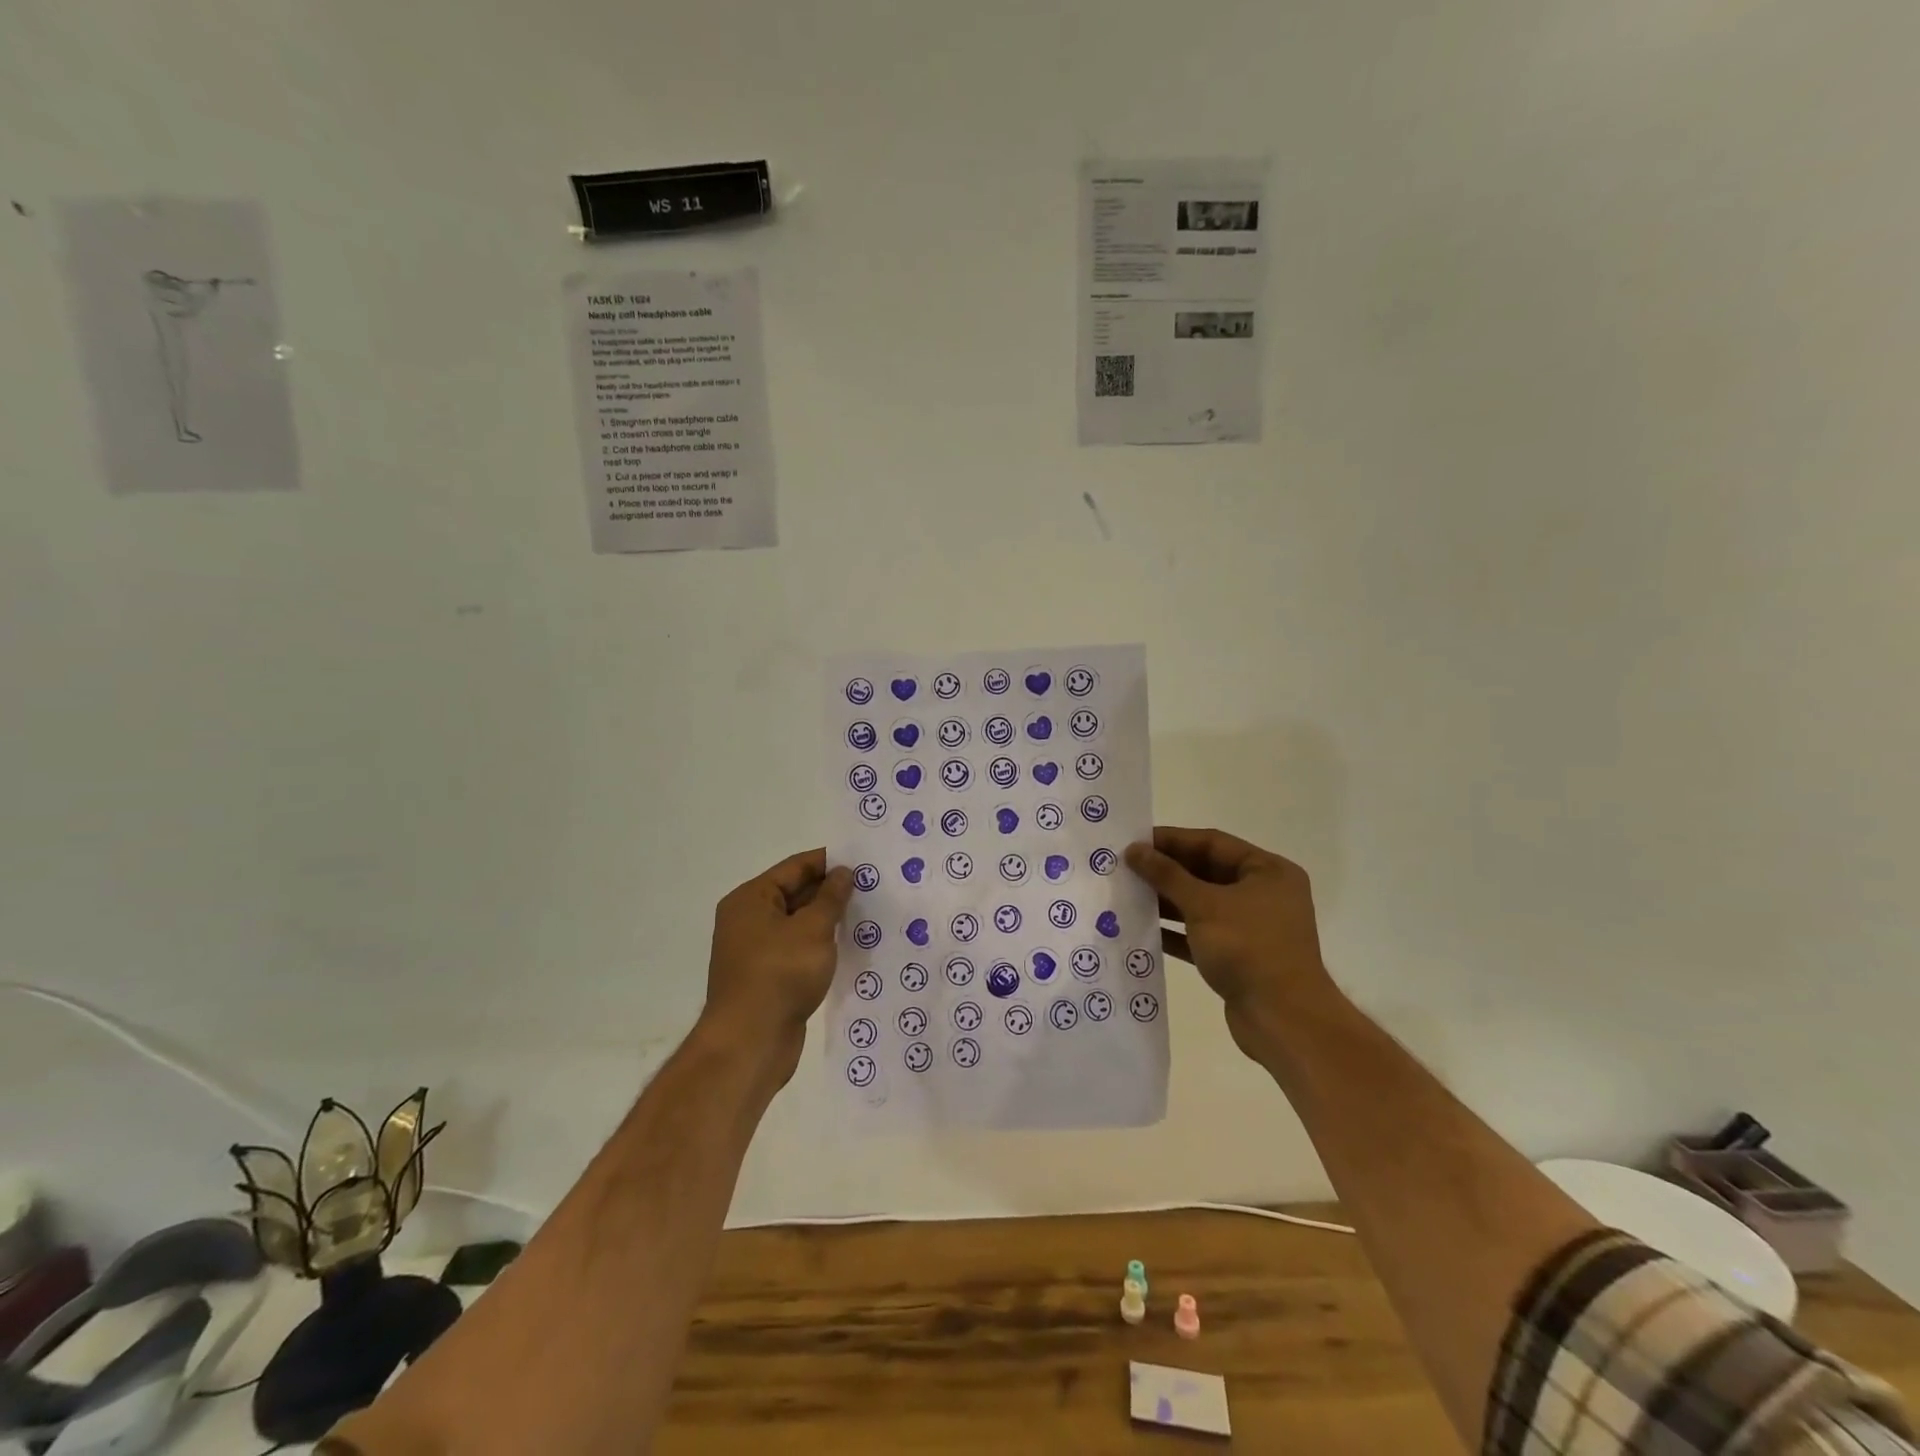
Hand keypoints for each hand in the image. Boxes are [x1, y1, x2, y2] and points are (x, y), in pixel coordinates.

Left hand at [702, 849, 853, 1076]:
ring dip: (828, 919)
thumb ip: (831, 897)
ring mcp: (755, 950)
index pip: (795, 867)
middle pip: (795, 893)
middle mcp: (748, 919)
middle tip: (872, 888)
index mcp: (751, 899)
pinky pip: (797, 949)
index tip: (863, 862)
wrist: (750, 1042)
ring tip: (866, 914)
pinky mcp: (766, 977)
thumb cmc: (780, 974)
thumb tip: (843, 872)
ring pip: (798, 923)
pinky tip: (848, 947)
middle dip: (831, 891)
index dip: (829, 861)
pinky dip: (819, 945)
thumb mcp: (814, 929)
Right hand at [1125, 827, 1334, 1059]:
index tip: (1135, 841)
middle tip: (1126, 867)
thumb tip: (1134, 850)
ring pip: (1202, 904)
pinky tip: (1144, 928)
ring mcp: (1253, 927)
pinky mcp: (1240, 956)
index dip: (1172, 840)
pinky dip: (1176, 930)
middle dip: (1166, 871)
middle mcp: (1264, 894)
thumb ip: (1167, 875)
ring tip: (1128, 895)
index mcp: (1268, 872)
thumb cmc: (1248, 948)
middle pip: (1207, 872)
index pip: (1213, 843)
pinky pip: (1202, 933)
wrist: (1283, 1020)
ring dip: (1167, 900)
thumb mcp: (1204, 905)